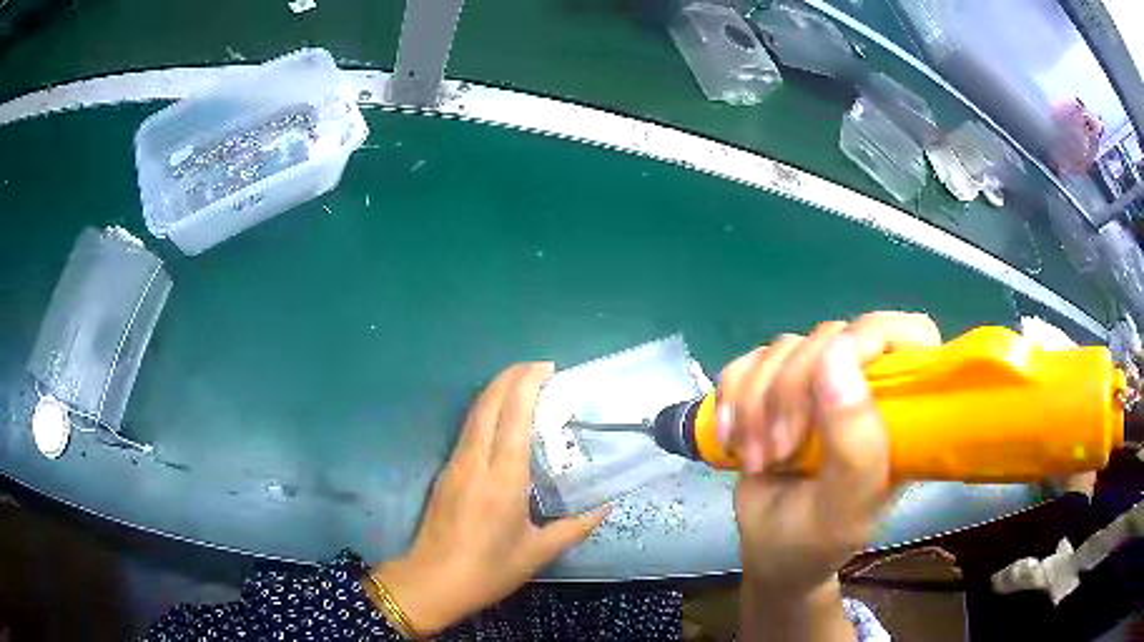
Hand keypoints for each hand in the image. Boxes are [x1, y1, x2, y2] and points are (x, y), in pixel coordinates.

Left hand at [371, 363, 606, 635]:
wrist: (432, 582)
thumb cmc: (488, 570)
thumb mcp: (538, 553)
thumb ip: (575, 527)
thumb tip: (606, 507)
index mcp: (502, 479)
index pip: (513, 417)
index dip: (528, 385)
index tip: (548, 368)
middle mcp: (475, 462)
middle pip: (488, 404)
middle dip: (511, 376)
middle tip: (540, 367)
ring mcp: (455, 465)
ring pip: (474, 414)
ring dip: (498, 391)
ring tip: (524, 384)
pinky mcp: (446, 472)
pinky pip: (468, 430)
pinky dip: (487, 411)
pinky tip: (503, 420)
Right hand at [720, 312, 940, 597]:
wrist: (768, 553)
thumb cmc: (817, 540)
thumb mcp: (843, 509)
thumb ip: (855, 446)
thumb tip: (837, 358)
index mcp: (902, 410)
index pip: (909, 334)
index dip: (871, 338)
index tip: (830, 384)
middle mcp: (865, 384)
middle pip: (830, 338)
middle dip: (791, 393)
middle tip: (779, 451)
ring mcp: (818, 383)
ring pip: (783, 349)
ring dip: (756, 405)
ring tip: (757, 459)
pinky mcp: (775, 386)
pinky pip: (747, 362)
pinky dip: (731, 397)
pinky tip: (732, 437)